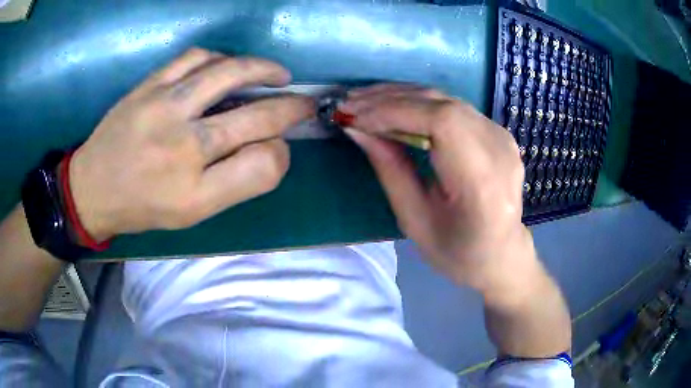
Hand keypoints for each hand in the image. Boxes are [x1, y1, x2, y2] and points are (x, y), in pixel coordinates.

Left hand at [69, 48, 314, 240]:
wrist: (92, 189)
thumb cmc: (142, 207)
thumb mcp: (190, 214)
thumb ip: (234, 184)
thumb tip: (269, 148)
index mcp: (196, 193)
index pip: (264, 166)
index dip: (282, 154)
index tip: (280, 147)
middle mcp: (183, 148)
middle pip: (257, 118)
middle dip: (292, 109)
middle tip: (304, 103)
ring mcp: (164, 108)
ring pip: (229, 74)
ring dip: (263, 70)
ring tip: (276, 74)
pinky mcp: (148, 86)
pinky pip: (194, 58)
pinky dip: (220, 58)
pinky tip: (226, 66)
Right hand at [341, 84, 539, 301]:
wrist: (501, 254)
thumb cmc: (457, 252)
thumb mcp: (415, 220)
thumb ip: (390, 169)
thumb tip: (357, 128)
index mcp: (482, 182)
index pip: (441, 122)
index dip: (395, 112)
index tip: (355, 117)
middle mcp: (498, 150)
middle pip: (442, 104)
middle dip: (391, 99)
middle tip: (350, 103)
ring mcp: (502, 137)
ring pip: (446, 99)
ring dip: (402, 96)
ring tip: (364, 102)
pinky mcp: (497, 132)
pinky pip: (454, 107)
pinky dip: (420, 103)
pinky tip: (394, 107)